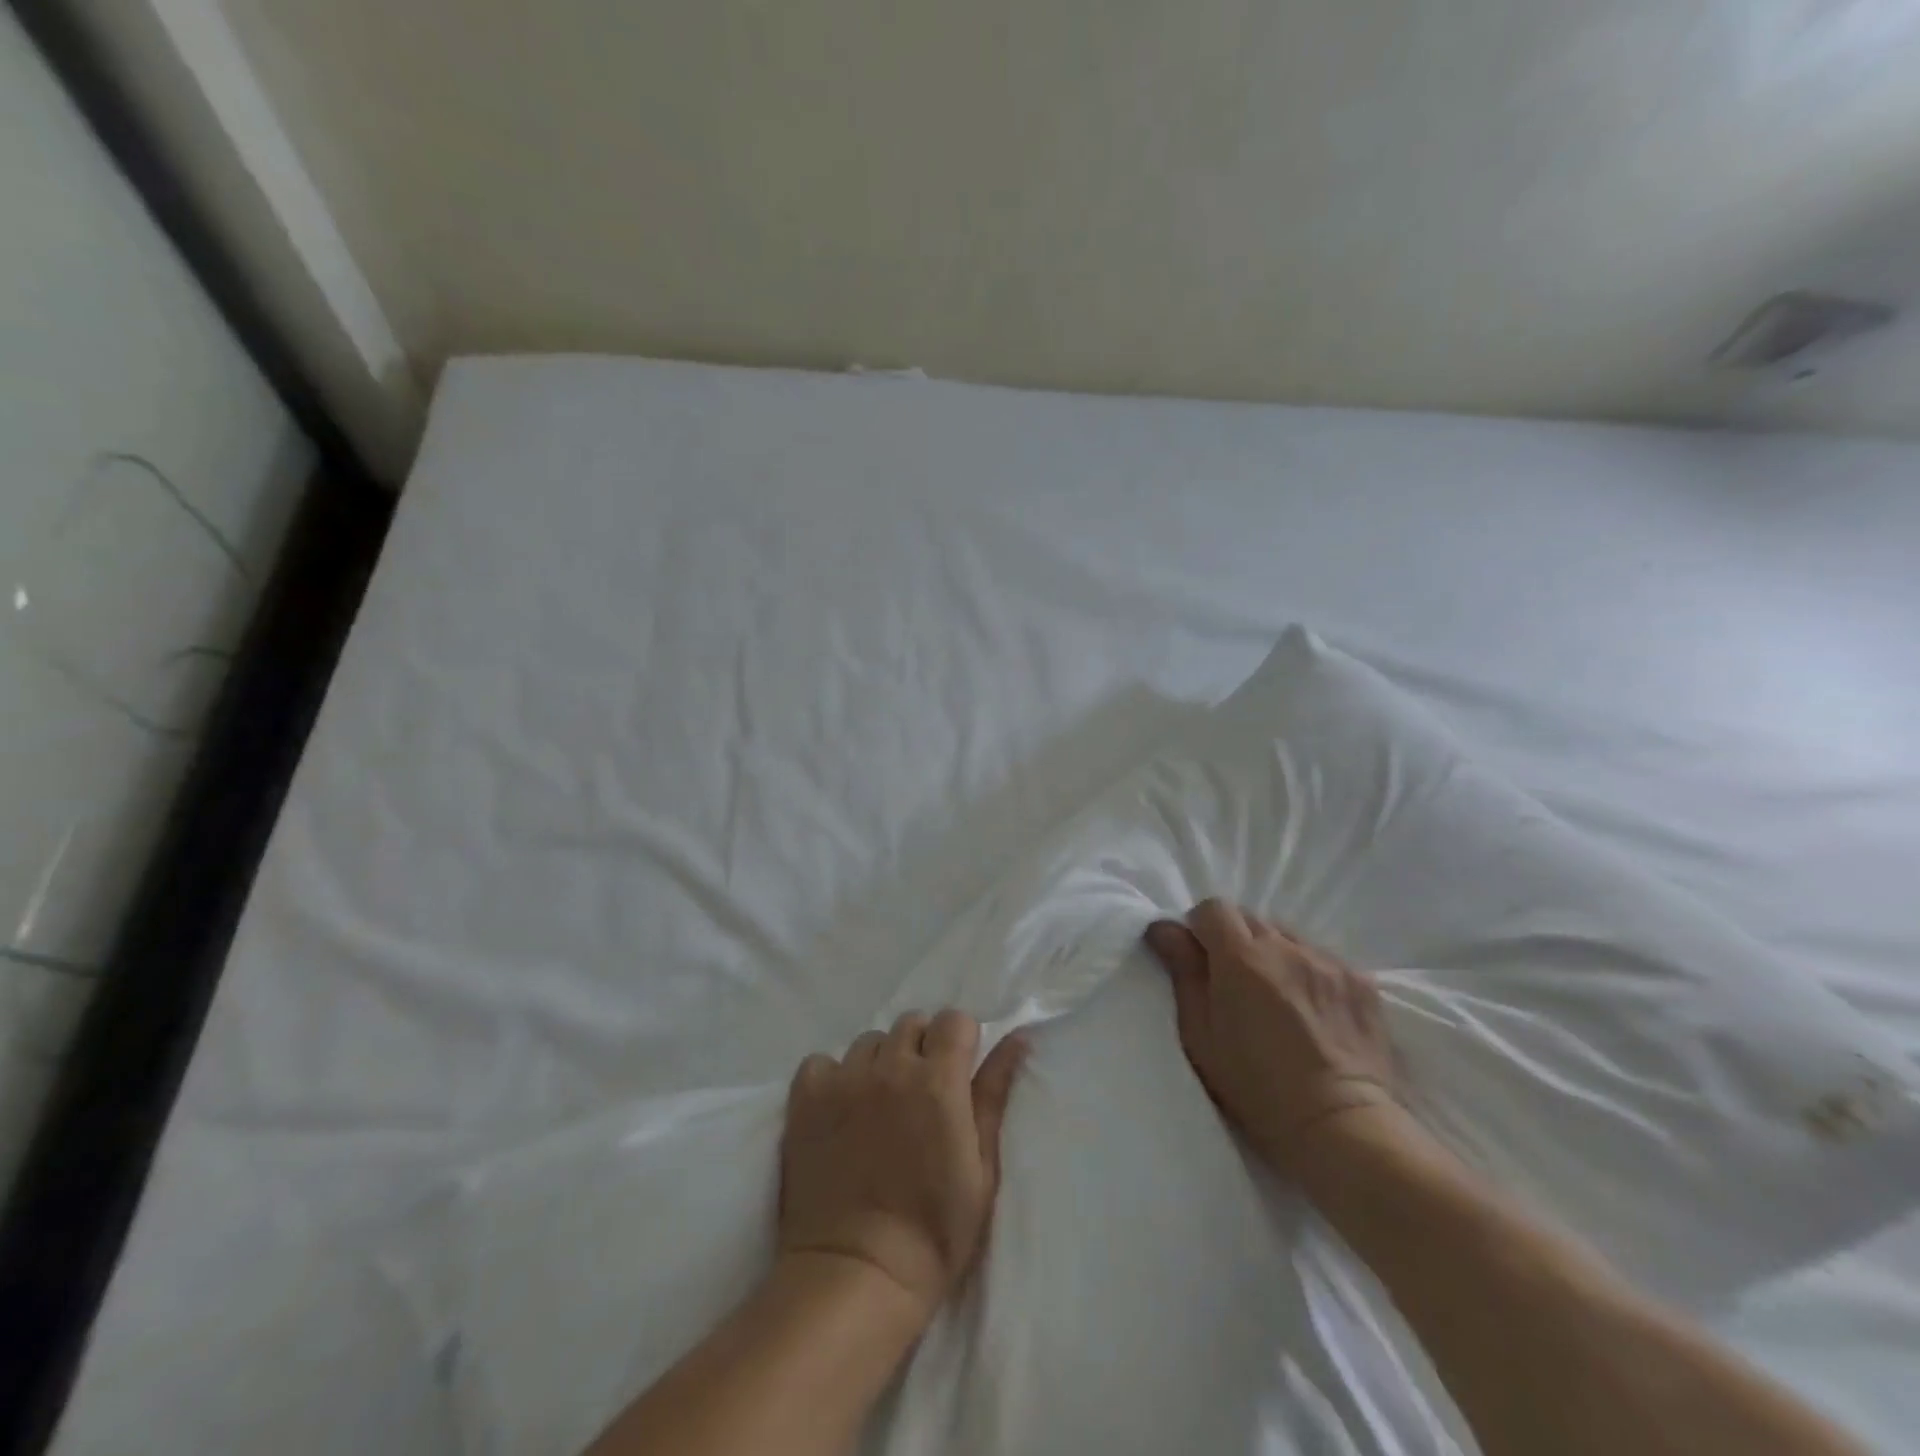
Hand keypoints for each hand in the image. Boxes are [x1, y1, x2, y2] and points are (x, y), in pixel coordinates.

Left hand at [778, 1010, 1027, 1321]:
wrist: (856, 1274)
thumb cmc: (934, 1231)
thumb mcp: (982, 1168)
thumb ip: (994, 1094)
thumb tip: (1017, 1037)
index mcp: (938, 1080)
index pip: (954, 1020)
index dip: (960, 1042)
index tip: (958, 1072)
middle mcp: (890, 1067)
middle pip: (911, 1024)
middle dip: (922, 1048)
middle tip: (920, 1093)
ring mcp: (844, 1079)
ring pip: (868, 1042)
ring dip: (879, 1063)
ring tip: (878, 1104)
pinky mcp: (806, 1098)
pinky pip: (822, 1062)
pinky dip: (832, 1077)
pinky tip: (838, 1109)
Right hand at [1145, 900, 1396, 1173]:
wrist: (1341, 1126)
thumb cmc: (1255, 1087)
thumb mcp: (1200, 1034)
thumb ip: (1183, 971)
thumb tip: (1164, 927)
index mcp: (1241, 957)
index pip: (1213, 908)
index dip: (1200, 928)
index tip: (1200, 959)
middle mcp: (1286, 946)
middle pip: (1250, 918)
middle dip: (1235, 939)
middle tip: (1234, 982)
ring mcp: (1328, 961)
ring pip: (1287, 936)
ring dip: (1273, 953)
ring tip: (1277, 996)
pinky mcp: (1361, 980)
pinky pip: (1322, 958)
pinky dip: (1308, 971)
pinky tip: (1312, 1010)